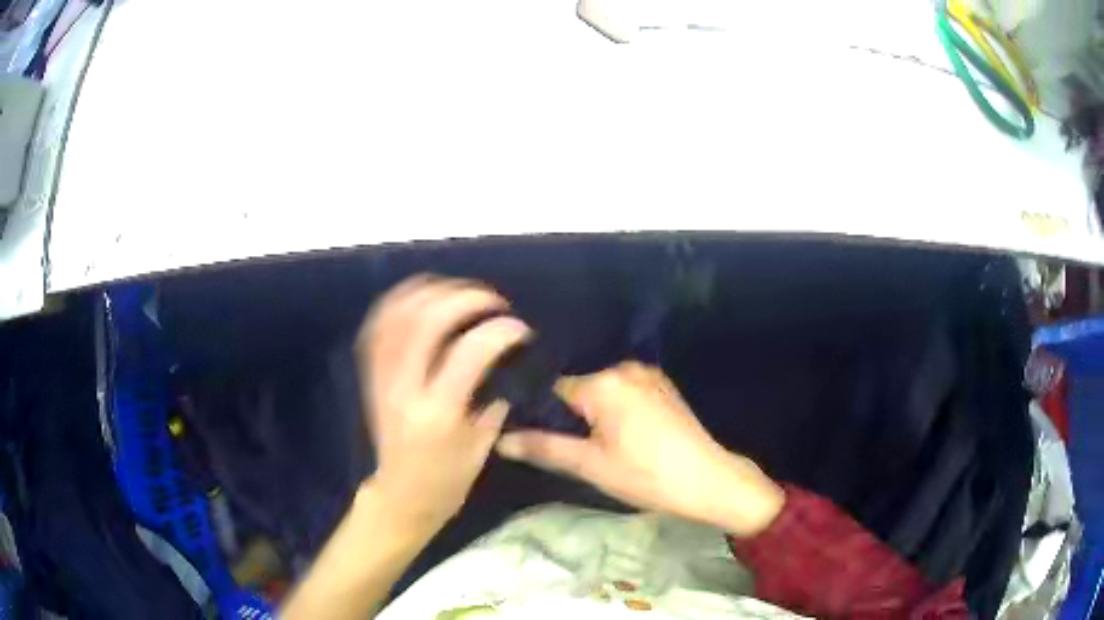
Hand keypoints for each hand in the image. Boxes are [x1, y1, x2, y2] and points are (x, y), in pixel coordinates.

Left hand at [355, 275, 529, 529]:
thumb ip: (493, 402)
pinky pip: (377, 326)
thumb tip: (502, 363)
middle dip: (465, 298)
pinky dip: (399, 303)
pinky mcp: (370, 375)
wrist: (399, 497)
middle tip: (492, 301)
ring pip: (397, 315)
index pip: (469, 352)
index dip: (500, 330)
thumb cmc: (445, 481)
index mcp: (438, 412)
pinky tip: (422, 297)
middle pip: (427, 321)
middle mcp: (405, 388)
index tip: (520, 328)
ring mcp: (382, 378)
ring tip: (460, 291)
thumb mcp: (481, 448)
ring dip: (431, 293)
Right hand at [496, 362, 784, 536]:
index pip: (552, 388)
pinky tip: (620, 435)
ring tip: (593, 443)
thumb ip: (543, 448)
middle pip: (577, 387)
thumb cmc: (646, 475)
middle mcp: (624, 367)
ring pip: (601, 390)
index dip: (539, 412)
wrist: (709, 480)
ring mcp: (648, 374)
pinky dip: (614, 408)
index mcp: (603, 382)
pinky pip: (624, 391)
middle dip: (567, 413)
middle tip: (567, 445)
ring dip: (592, 412)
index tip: (532, 434)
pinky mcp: (662, 386)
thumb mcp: (590, 465)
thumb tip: (500, 440)